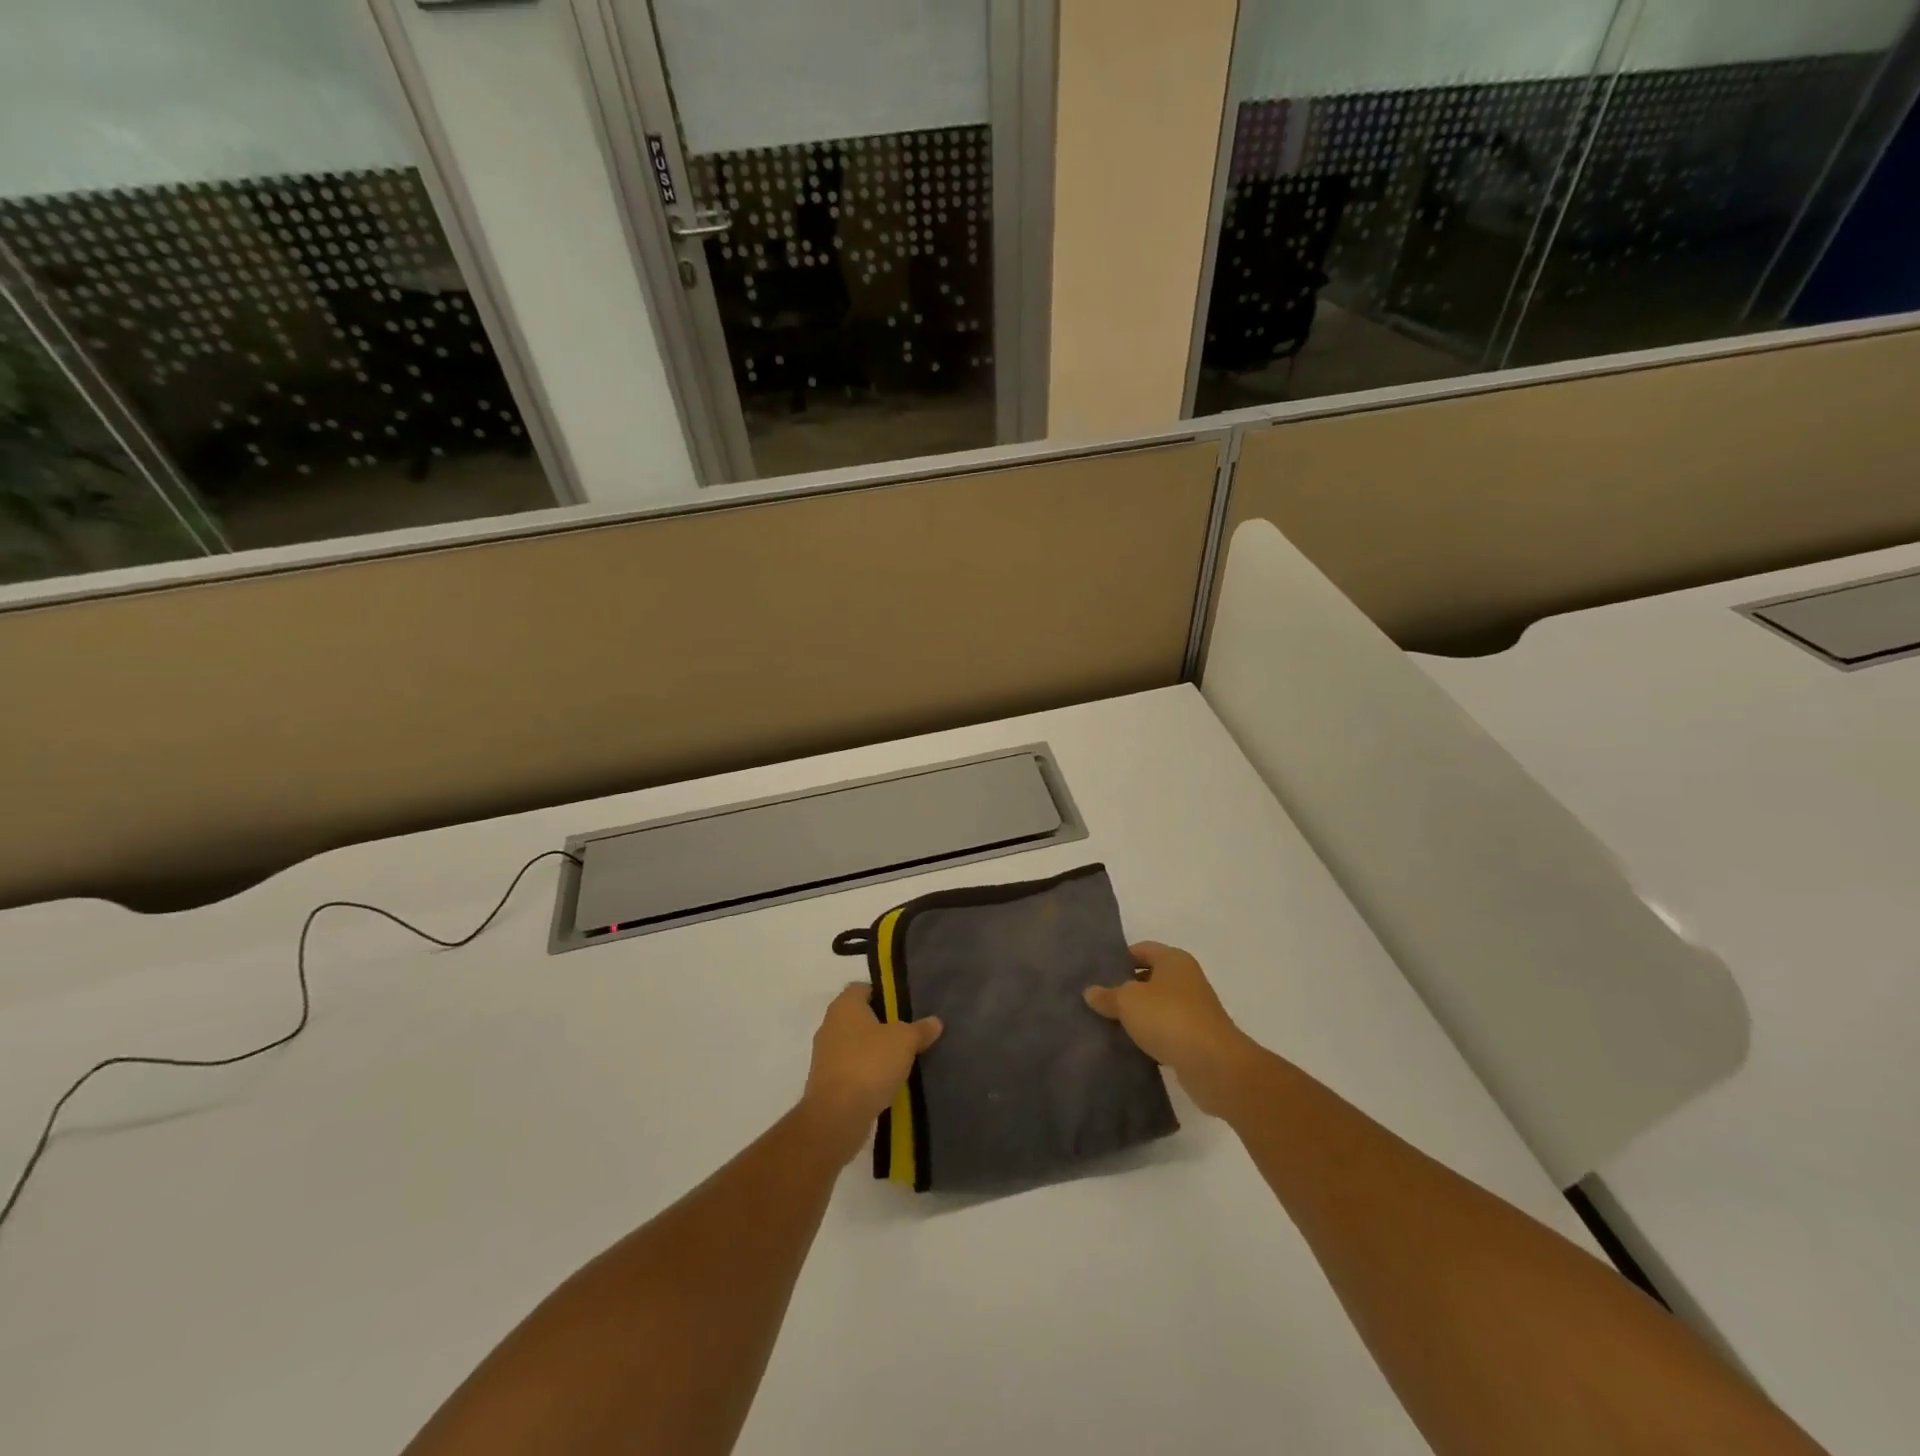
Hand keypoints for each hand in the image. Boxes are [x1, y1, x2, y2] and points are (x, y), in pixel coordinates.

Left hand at [800, 984, 942, 1162]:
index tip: (905, 1007)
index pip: (863, 988)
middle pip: (859, 1017)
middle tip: (908, 1033)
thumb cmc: (870, 1064)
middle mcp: (830, 1024)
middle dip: (882, 1024)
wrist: (837, 1116)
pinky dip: (866, 1073)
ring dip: (874, 1051)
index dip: (884, 994)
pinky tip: (886, 1083)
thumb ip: (920, 1029)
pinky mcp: (826, 1082)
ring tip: (901, 1060)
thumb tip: (935, 1021)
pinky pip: (851, 1069)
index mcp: (845, 1005)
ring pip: (855, 1044)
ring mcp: (825, 1055)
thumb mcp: (904, 1041)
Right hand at [1084, 942, 1259, 1117]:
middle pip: (1149, 978)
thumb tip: (1090, 992)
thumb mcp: (1128, 1001)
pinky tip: (1129, 1047)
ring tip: (1107, 1024)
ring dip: (1136, 1016)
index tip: (1096, 974)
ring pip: (1156, 1007)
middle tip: (1097, 1000)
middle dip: (1124, 988)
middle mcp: (1186, 980)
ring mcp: (1193, 1010)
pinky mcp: (1195, 1039)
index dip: (1119, 959)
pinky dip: (1149, 1037)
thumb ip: (1108, 995)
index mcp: (1173, 960)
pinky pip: (1165, 1032)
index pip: (1141, 950)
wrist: (1214, 1065)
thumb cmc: (1169, 1018)